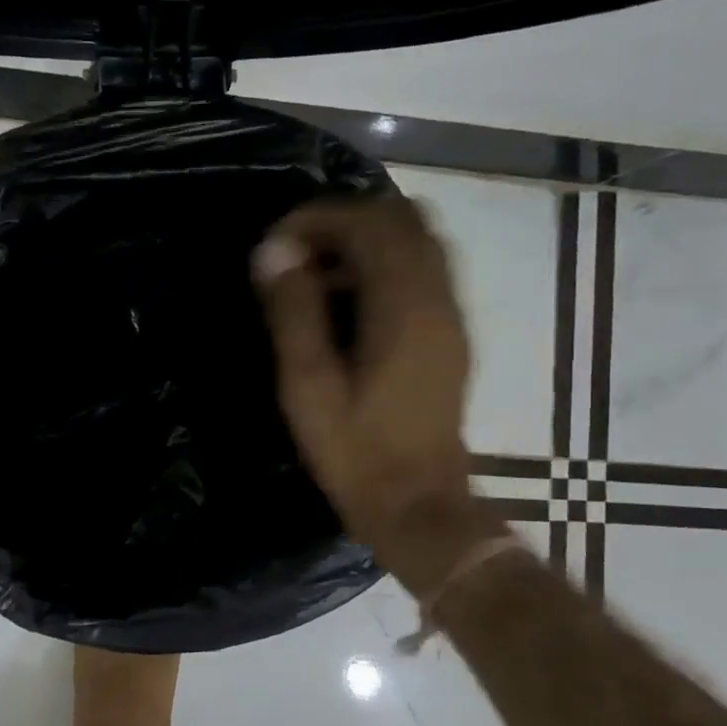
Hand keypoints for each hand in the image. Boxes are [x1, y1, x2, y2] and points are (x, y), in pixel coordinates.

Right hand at [253, 195, 499, 581]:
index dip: (318, 219)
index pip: (369, 223)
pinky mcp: (452, 334)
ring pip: (419, 241)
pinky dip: (385, 264)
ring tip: (318, 275)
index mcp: (405, 307)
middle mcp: (439, 298)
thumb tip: (273, 250)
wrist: (419, 507)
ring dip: (367, 240)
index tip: (275, 244)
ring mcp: (453, 315)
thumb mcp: (308, 386)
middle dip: (345, 221)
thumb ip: (293, 312)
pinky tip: (349, 303)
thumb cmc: (356, 452)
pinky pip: (424, 270)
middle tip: (297, 254)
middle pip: (403, 218)